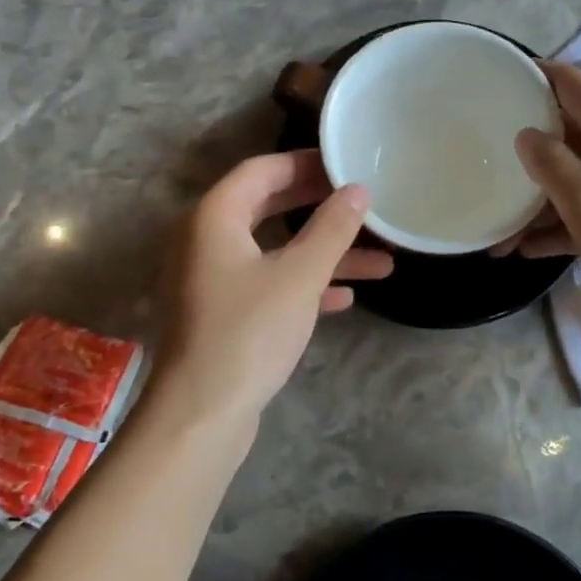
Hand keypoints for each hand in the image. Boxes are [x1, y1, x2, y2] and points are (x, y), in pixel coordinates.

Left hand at [151, 151, 392, 433]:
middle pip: (269, 207)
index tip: (347, 165)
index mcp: (215, 217)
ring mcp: (212, 279)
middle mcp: (206, 240)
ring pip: (274, 251)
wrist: (200, 416)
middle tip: (363, 203)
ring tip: (380, 259)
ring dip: (323, 253)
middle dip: (320, 207)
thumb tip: (358, 190)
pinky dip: (303, 284)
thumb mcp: (299, 275)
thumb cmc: (248, 332)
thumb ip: (331, 228)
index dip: (306, 164)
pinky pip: (267, 283)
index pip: (263, 170)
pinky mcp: (222, 313)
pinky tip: (345, 298)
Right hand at [497, 61, 580, 322]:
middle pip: (565, 129)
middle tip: (480, 156)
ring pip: (572, 174)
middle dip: (524, 144)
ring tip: (494, 226)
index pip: (569, 82)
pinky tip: (525, 249)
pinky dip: (558, 222)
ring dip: (535, 195)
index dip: (532, 75)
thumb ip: (552, 164)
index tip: (492, 82)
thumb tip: (526, 134)